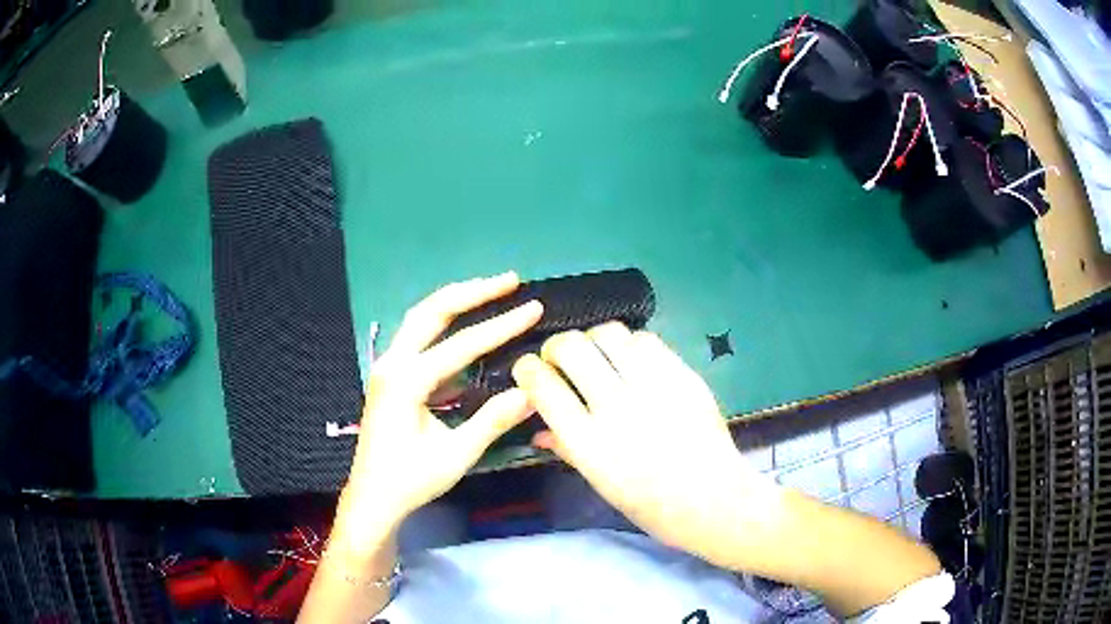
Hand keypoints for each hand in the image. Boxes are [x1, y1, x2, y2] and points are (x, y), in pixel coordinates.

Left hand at [335, 272, 542, 547]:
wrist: (373, 498)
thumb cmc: (411, 480)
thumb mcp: (456, 454)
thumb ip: (492, 420)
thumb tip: (531, 392)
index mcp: (406, 381)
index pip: (462, 344)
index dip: (502, 325)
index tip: (534, 307)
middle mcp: (392, 364)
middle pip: (432, 311)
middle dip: (473, 291)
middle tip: (510, 280)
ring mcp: (387, 368)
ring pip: (421, 319)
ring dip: (456, 302)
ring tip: (491, 290)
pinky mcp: (390, 377)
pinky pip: (418, 339)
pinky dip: (444, 325)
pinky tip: (465, 328)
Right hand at [511, 322, 779, 565]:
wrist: (714, 501)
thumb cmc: (651, 506)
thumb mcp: (601, 483)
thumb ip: (567, 449)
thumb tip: (538, 430)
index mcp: (589, 443)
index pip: (543, 386)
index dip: (528, 369)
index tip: (528, 369)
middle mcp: (617, 408)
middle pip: (572, 348)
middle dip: (556, 346)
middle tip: (560, 359)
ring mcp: (653, 388)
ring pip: (609, 334)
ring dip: (593, 340)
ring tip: (598, 356)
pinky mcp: (683, 376)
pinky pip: (647, 340)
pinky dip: (630, 344)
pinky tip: (632, 361)